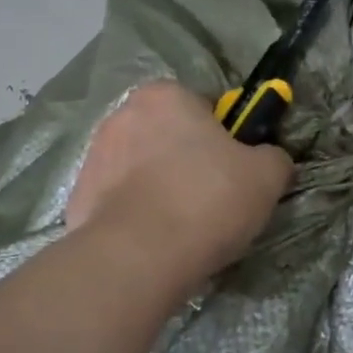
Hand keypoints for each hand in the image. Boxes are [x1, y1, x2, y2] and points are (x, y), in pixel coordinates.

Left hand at [68, 80, 291, 292]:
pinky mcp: (78, 198)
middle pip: (168, 137)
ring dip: (159, 188)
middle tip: (212, 201)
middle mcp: (122, 116)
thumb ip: (273, 157)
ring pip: (141, 169)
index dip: (224, 138)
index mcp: (165, 96)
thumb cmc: (207, 201)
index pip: (204, 107)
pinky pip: (118, 201)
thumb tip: (270, 159)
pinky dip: (135, 216)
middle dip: (187, 162)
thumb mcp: (266, 176)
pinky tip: (153, 242)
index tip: (234, 171)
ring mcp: (93, 157)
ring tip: (182, 228)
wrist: (139, 256)